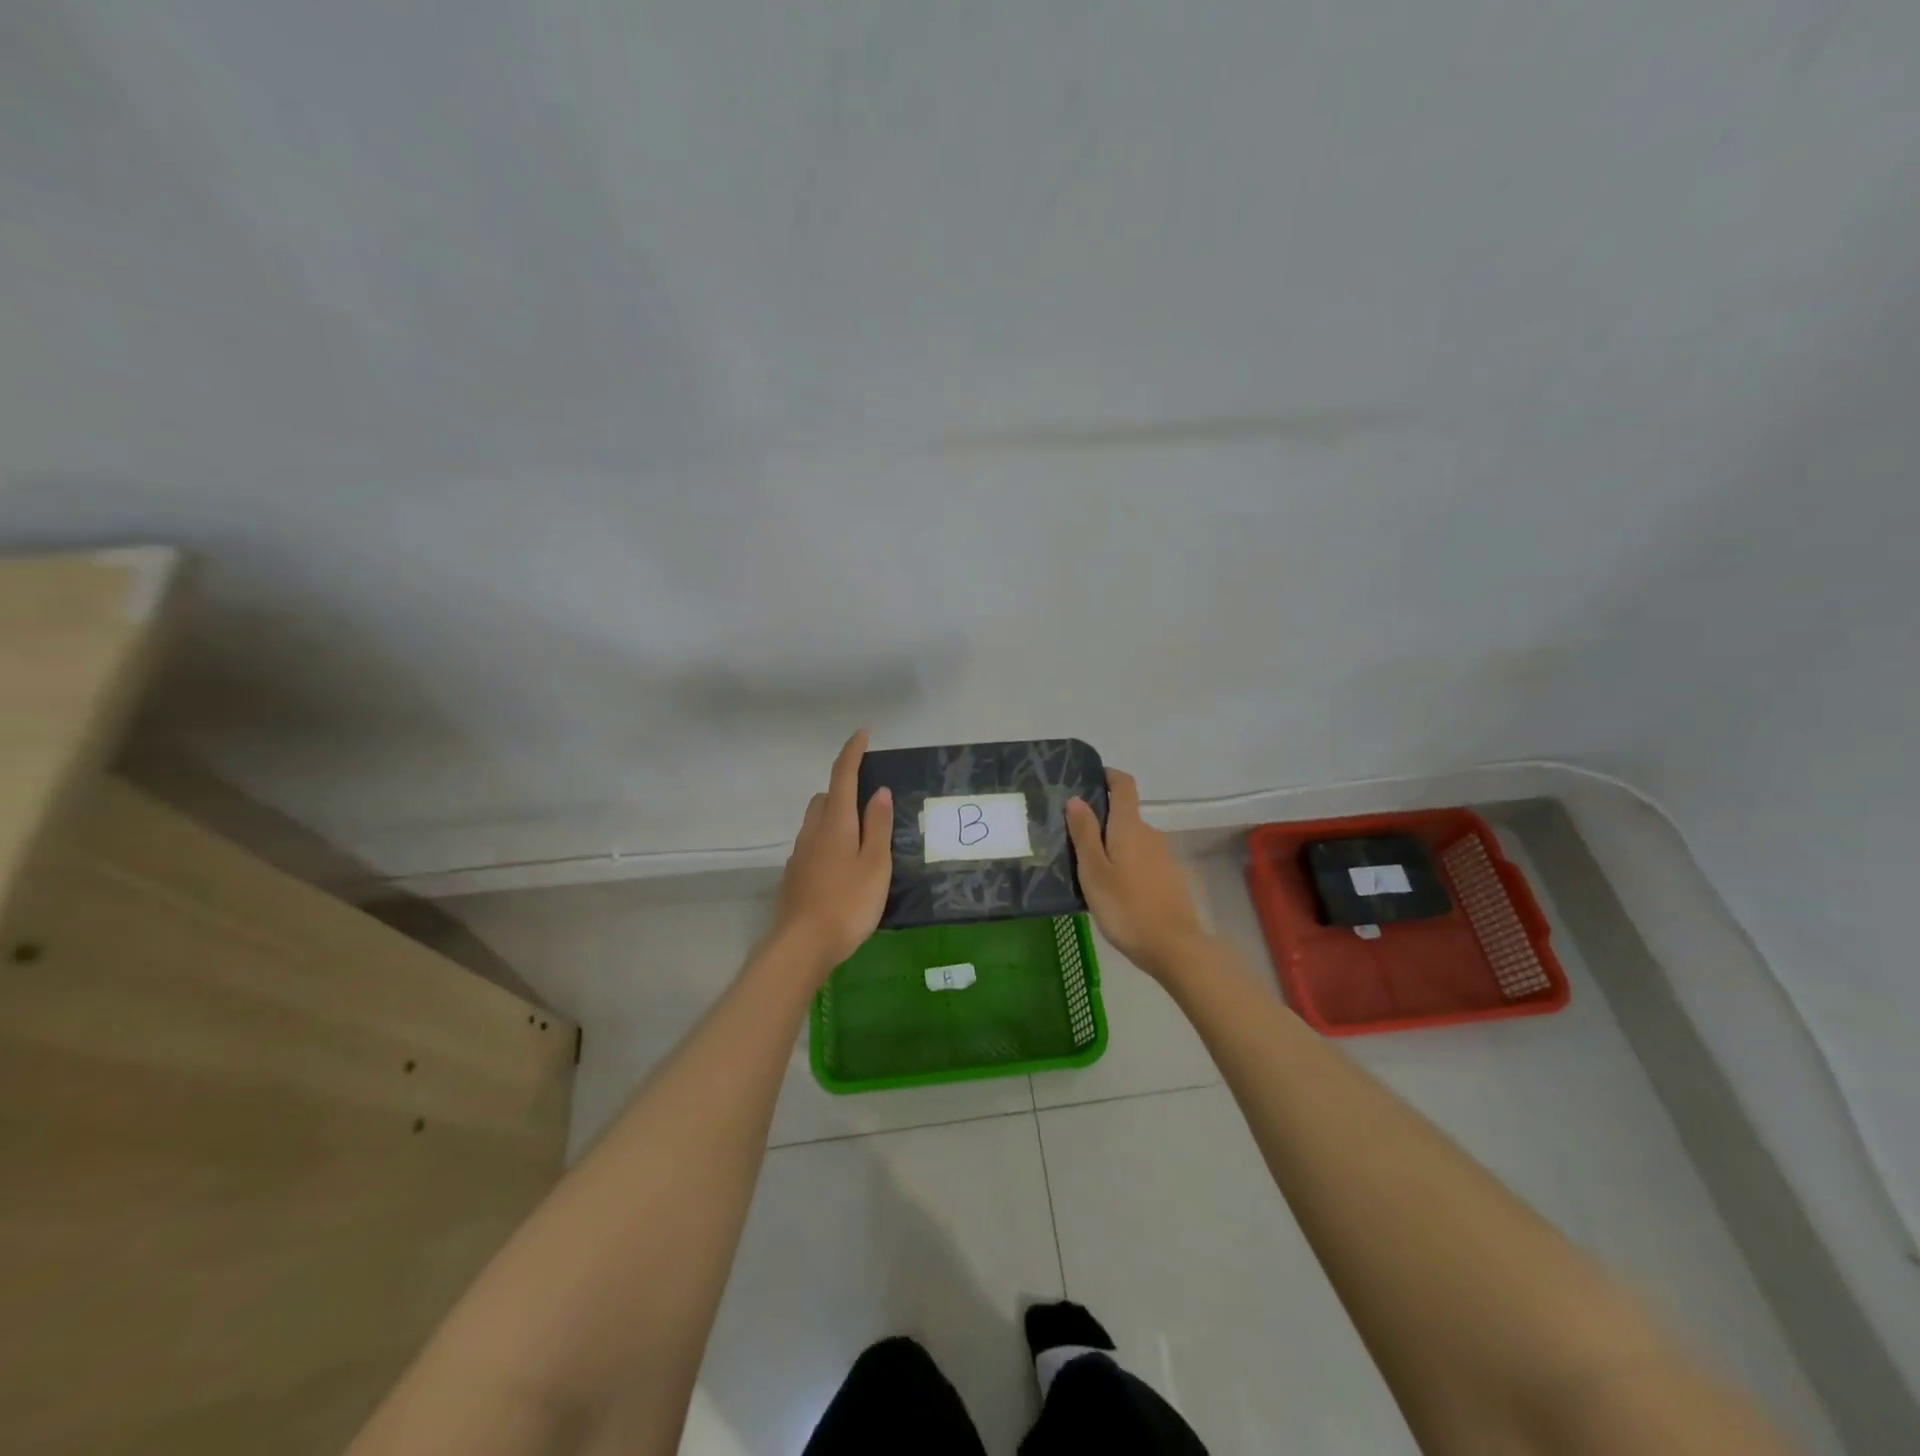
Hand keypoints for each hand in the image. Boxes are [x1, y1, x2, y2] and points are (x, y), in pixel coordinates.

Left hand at [770, 730, 894, 976]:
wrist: (801, 946)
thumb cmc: (847, 904)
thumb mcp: (875, 865)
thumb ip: (878, 827)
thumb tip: (879, 791)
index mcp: (836, 823)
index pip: (843, 776)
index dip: (852, 752)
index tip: (863, 734)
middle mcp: (813, 831)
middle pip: (826, 797)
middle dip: (844, 789)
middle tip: (869, 802)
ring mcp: (800, 854)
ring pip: (816, 821)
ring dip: (835, 816)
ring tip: (859, 837)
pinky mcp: (794, 875)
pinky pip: (812, 844)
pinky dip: (827, 841)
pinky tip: (841, 866)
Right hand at [1066, 768, 1208, 980]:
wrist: (1174, 947)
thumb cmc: (1126, 907)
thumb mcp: (1094, 871)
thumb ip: (1084, 834)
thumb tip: (1076, 799)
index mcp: (1130, 827)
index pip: (1124, 785)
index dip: (1109, 776)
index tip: (1091, 778)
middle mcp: (1151, 834)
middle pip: (1126, 816)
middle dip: (1102, 823)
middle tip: (1075, 843)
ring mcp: (1164, 857)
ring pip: (1133, 842)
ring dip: (1114, 848)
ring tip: (1091, 872)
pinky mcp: (1171, 879)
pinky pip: (1144, 862)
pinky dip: (1128, 867)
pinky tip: (1116, 892)